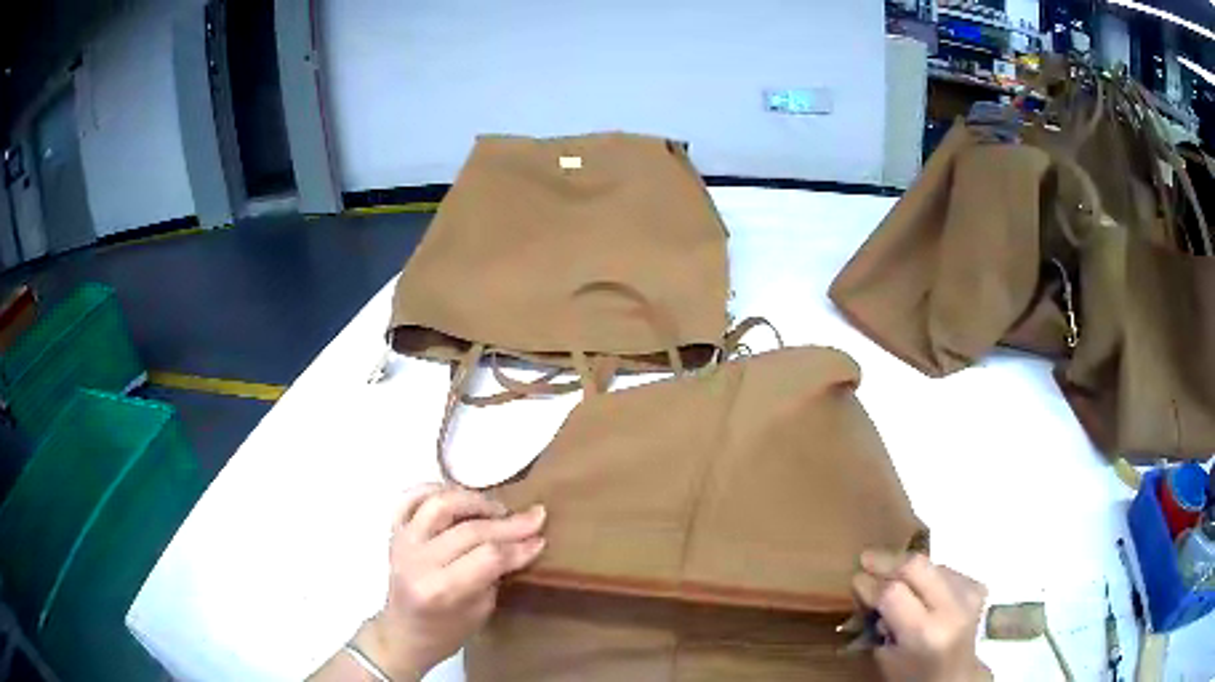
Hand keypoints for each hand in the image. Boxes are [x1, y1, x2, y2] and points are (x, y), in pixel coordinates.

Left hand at [357, 485, 546, 680]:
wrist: (404, 632)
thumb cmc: (447, 630)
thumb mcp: (481, 610)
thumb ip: (496, 573)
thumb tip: (523, 541)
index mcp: (439, 590)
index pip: (487, 557)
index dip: (518, 546)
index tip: (541, 539)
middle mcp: (417, 561)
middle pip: (470, 530)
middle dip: (508, 523)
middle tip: (534, 518)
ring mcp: (402, 542)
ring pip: (440, 503)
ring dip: (474, 500)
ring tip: (497, 509)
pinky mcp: (393, 530)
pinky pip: (411, 497)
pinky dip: (436, 489)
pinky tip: (459, 496)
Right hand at [852, 551, 989, 681]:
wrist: (956, 676)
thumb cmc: (913, 675)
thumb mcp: (886, 656)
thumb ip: (877, 620)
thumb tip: (865, 584)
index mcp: (925, 633)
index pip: (893, 593)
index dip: (871, 584)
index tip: (855, 578)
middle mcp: (952, 608)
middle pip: (916, 566)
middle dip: (887, 560)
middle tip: (865, 558)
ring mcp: (969, 593)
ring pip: (930, 563)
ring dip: (906, 566)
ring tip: (887, 573)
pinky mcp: (977, 585)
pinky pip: (943, 569)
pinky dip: (924, 574)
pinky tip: (915, 585)